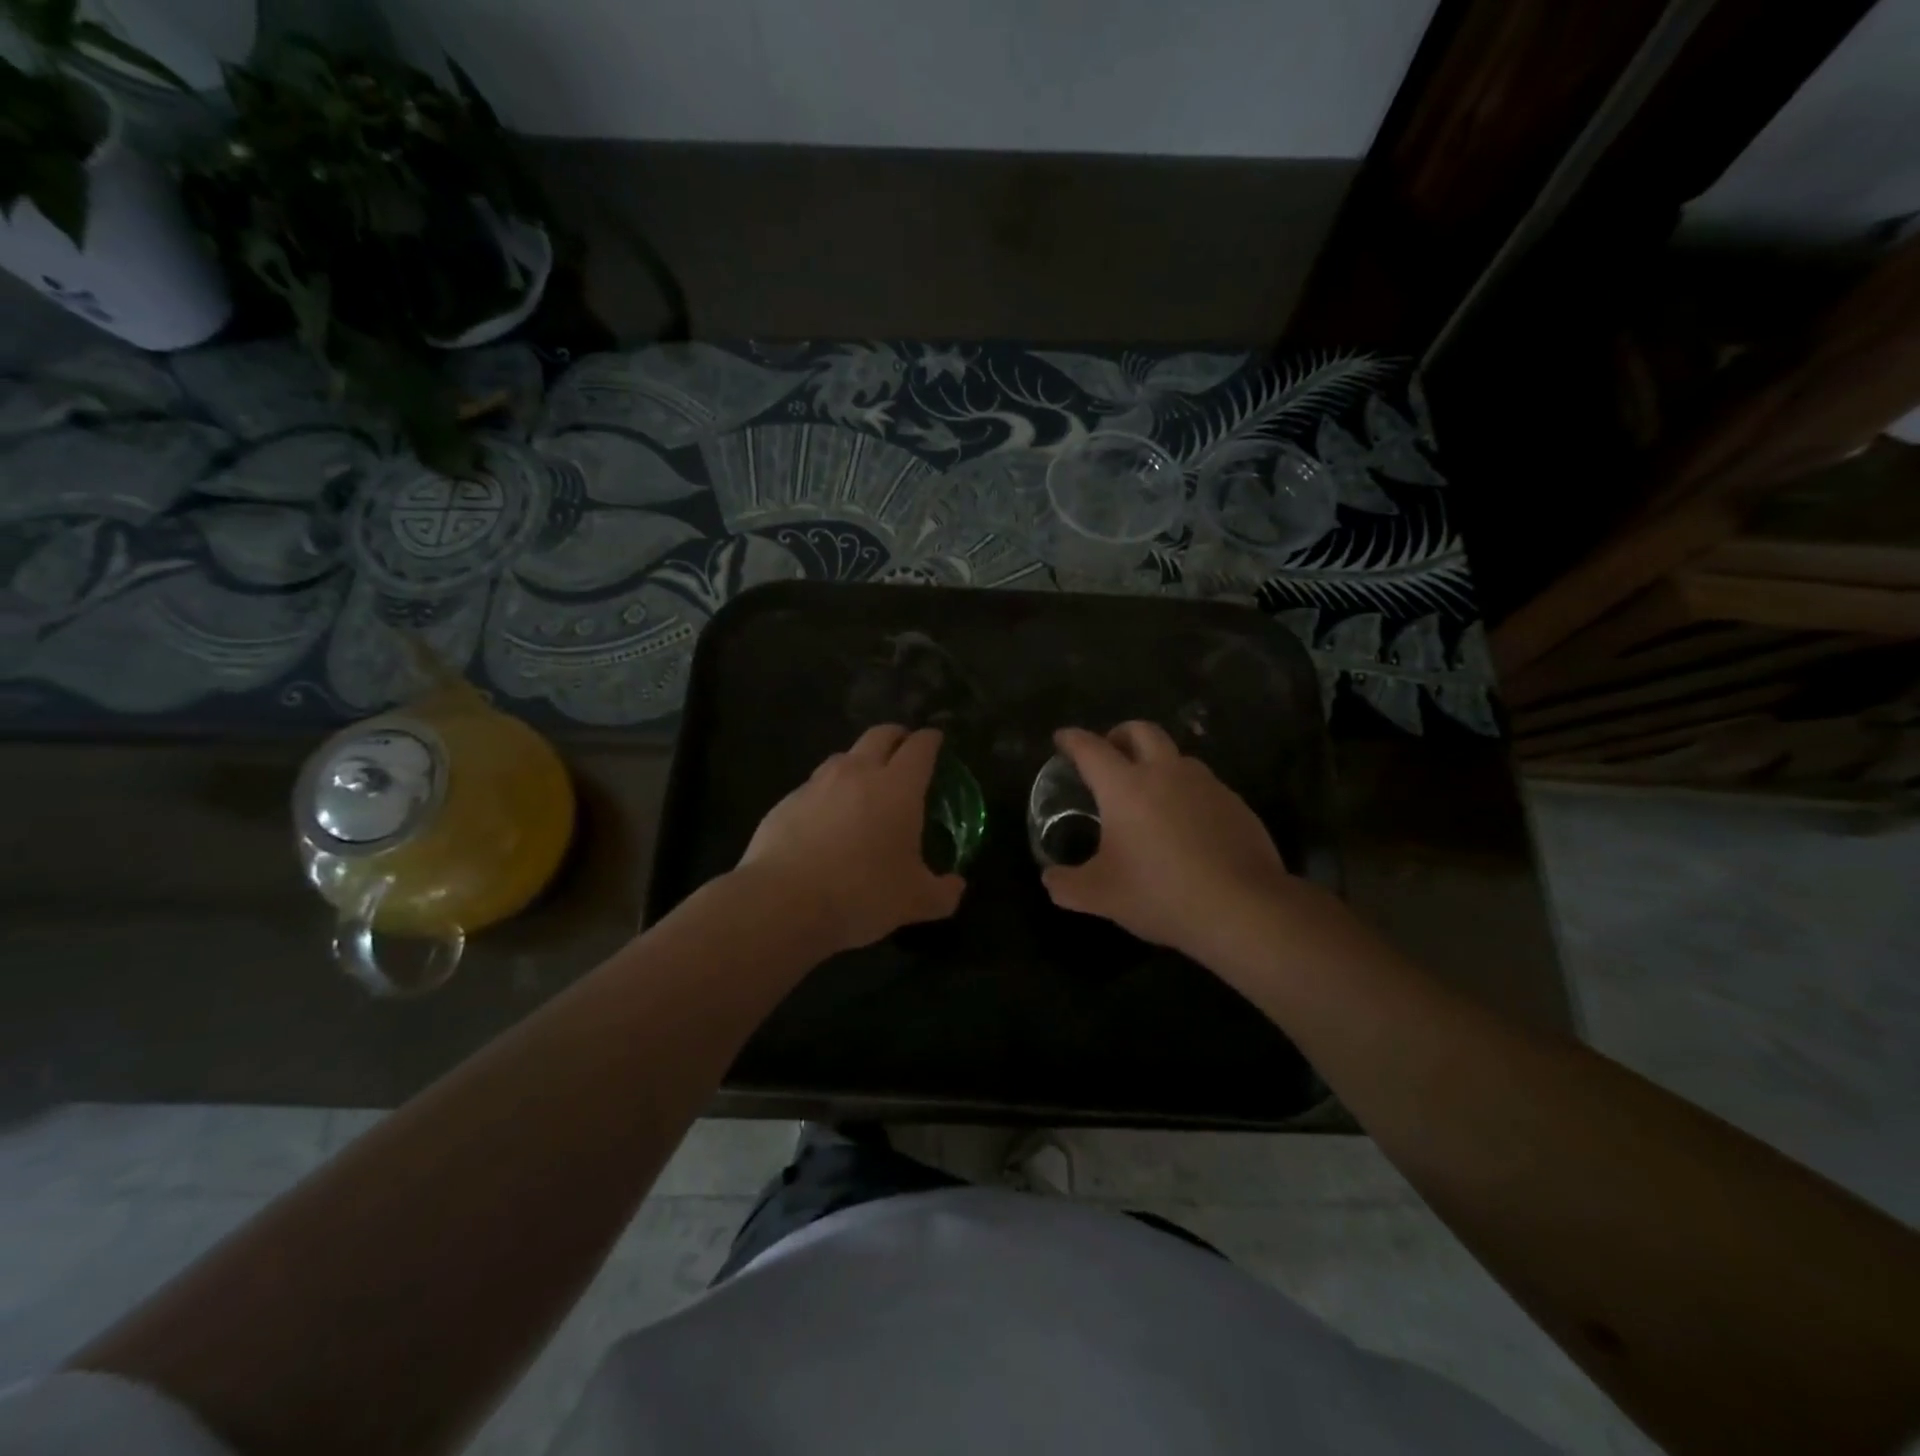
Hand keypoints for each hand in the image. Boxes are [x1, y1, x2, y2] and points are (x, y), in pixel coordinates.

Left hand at [739, 725, 965, 954]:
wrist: (783, 903)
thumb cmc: (862, 894)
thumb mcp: (915, 901)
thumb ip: (942, 892)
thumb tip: (956, 886)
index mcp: (898, 787)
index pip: (920, 747)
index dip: (931, 740)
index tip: (936, 741)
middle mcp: (858, 773)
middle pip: (880, 735)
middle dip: (897, 736)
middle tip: (904, 750)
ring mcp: (817, 784)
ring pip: (843, 756)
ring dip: (860, 762)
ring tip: (864, 786)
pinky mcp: (786, 801)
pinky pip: (814, 786)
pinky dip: (828, 793)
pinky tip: (827, 821)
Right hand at [1042, 722, 1295, 962]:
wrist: (1243, 909)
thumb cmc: (1160, 894)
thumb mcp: (1100, 896)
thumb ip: (1066, 884)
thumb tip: (1050, 879)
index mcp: (1125, 786)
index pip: (1091, 748)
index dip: (1072, 739)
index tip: (1062, 738)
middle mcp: (1166, 773)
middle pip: (1141, 730)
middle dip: (1119, 734)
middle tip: (1109, 752)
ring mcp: (1206, 784)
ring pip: (1176, 756)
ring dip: (1157, 762)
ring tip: (1149, 792)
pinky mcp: (1235, 804)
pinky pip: (1203, 785)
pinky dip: (1186, 792)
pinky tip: (1185, 825)